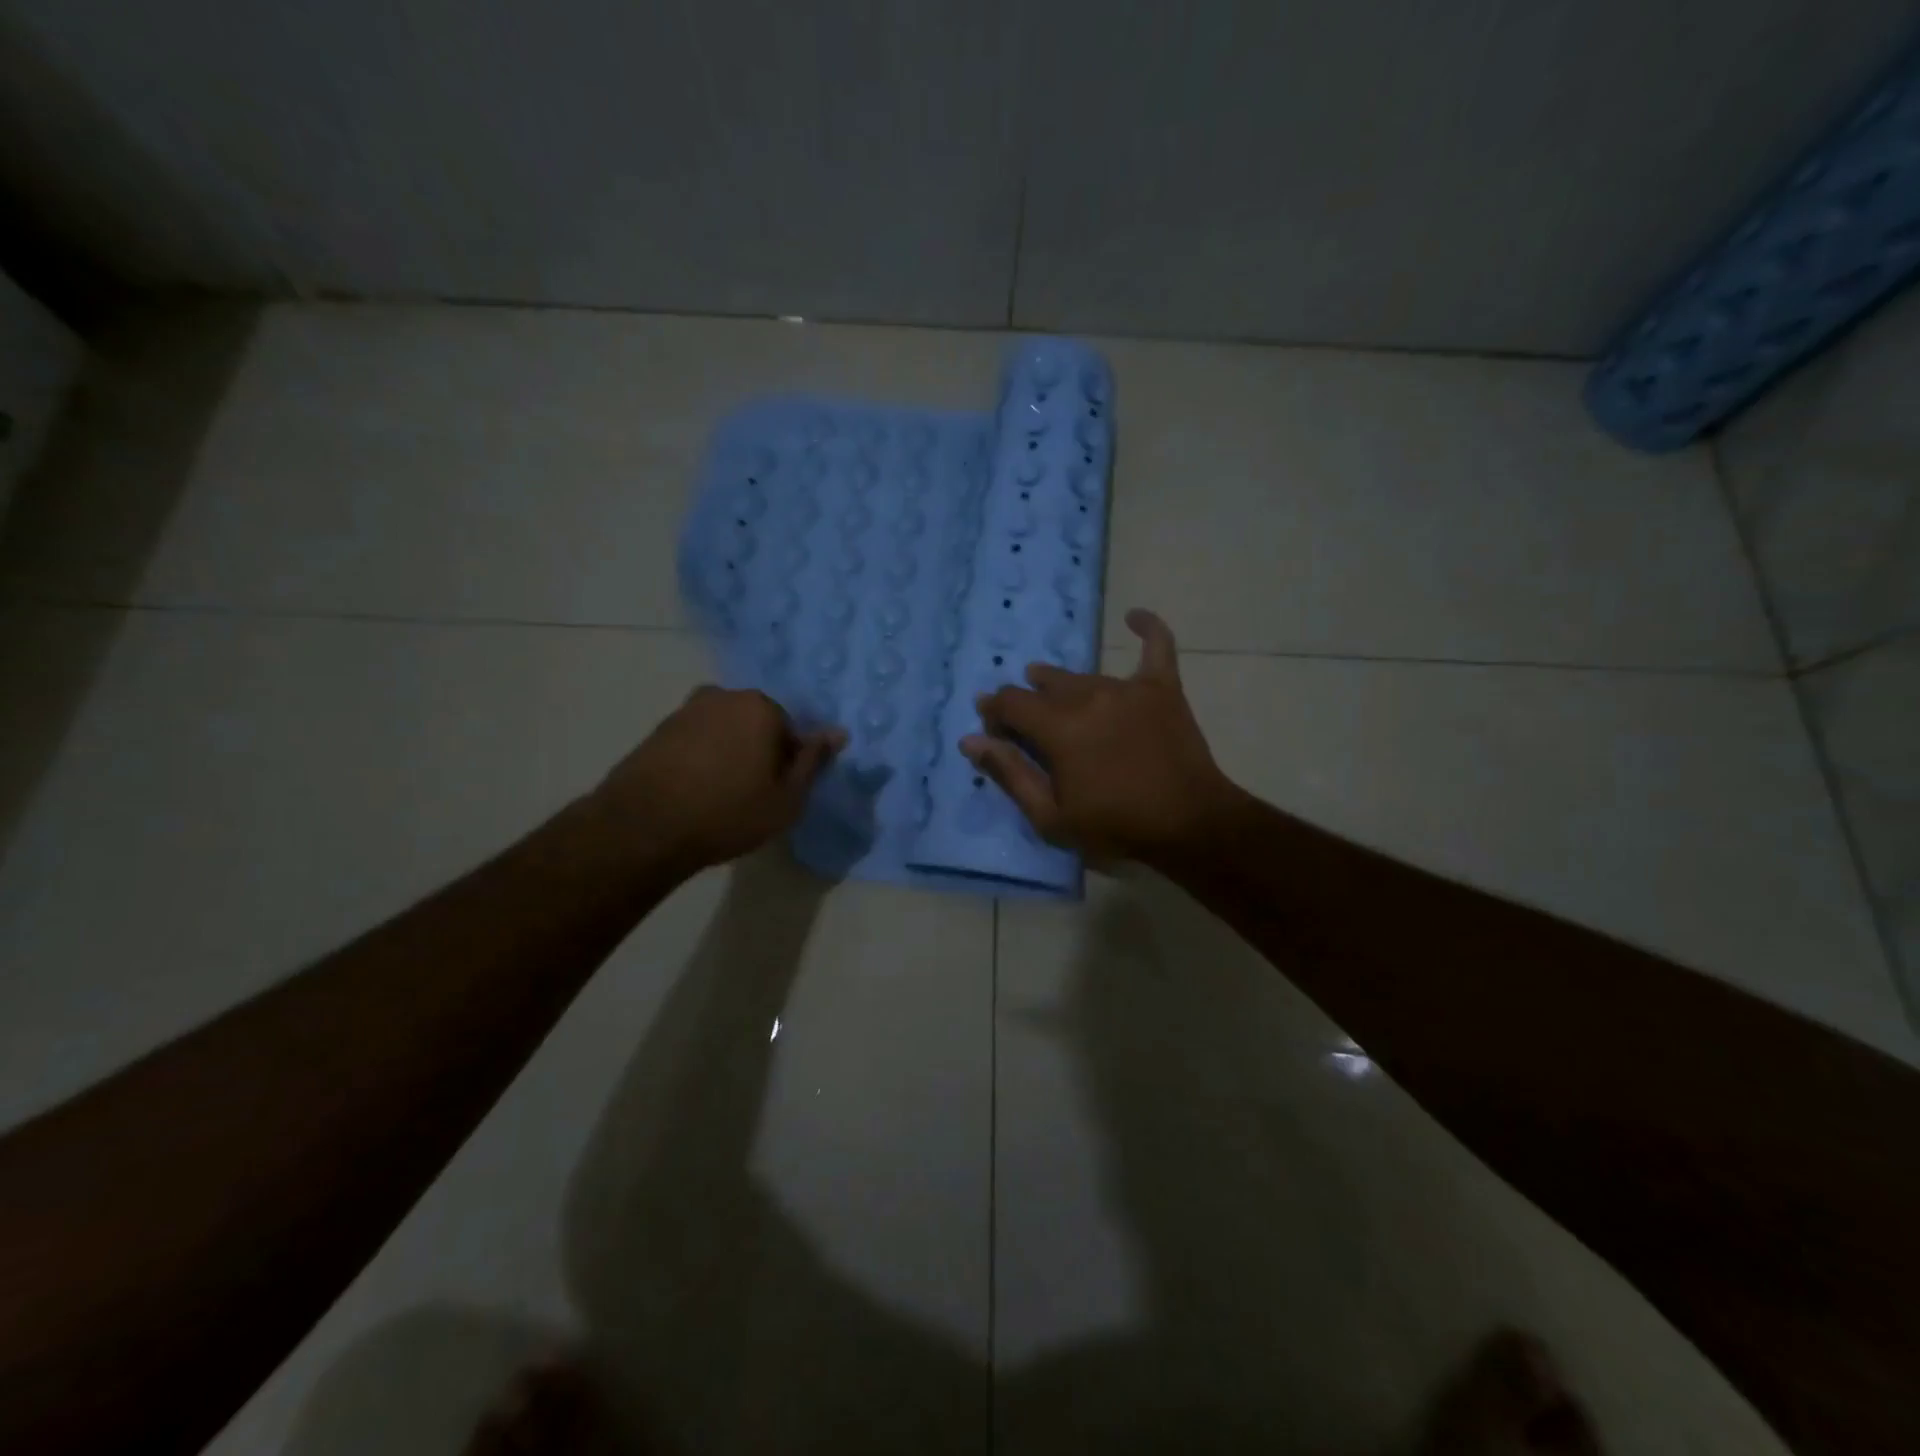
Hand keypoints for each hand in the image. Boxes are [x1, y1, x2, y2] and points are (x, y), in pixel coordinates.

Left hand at [593, 686, 844, 873]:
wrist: (644, 827)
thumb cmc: (729, 812)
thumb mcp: (788, 798)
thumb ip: (813, 762)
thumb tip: (838, 733)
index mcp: (761, 706)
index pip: (791, 731)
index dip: (789, 764)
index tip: (778, 792)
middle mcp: (723, 696)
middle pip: (756, 725)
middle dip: (759, 753)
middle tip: (752, 794)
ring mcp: (686, 711)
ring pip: (724, 732)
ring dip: (729, 755)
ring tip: (721, 796)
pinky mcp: (657, 730)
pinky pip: (696, 742)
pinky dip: (701, 761)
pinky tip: (695, 792)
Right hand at [961, 609, 1233, 863]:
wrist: (1190, 826)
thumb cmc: (1116, 827)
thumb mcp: (1051, 816)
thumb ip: (1009, 773)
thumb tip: (969, 740)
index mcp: (1058, 727)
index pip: (1010, 703)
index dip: (995, 714)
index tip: (994, 733)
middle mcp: (1088, 696)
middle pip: (1044, 685)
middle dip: (1026, 701)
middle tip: (1028, 727)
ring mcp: (1128, 688)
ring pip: (1083, 675)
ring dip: (1063, 684)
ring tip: (1053, 691)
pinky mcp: (1162, 689)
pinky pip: (1157, 647)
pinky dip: (1147, 629)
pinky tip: (1135, 617)